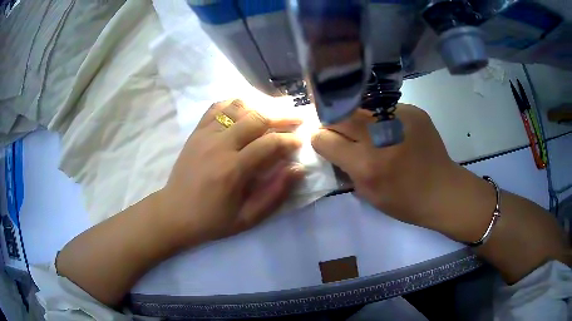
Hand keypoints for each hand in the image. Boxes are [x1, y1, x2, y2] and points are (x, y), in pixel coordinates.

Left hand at [158, 100, 304, 244]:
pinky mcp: (196, 131)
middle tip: (297, 118)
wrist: (174, 212)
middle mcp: (219, 144)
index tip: (300, 141)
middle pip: (257, 117)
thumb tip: (298, 169)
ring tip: (276, 109)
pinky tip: (246, 108)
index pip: (269, 143)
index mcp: (233, 169)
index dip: (289, 140)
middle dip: (282, 116)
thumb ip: (275, 194)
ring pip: (238, 106)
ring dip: (261, 105)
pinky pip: (217, 107)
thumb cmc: (212, 220)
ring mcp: (205, 134)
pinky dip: (235, 103)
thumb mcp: (247, 218)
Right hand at [311, 104, 462, 230]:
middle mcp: (379, 136)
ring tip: (367, 131)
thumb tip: (333, 147)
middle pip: (339, 116)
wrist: (443, 190)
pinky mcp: (413, 110)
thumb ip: (347, 169)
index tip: (326, 143)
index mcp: (366, 164)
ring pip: (361, 108)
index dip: (320, 140)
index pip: (324, 138)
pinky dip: (381, 119)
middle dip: (334, 124)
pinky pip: (384, 109)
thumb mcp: (368, 194)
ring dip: (357, 120)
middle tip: (341, 133)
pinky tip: (393, 131)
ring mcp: (398, 118)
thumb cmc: (405, 201)